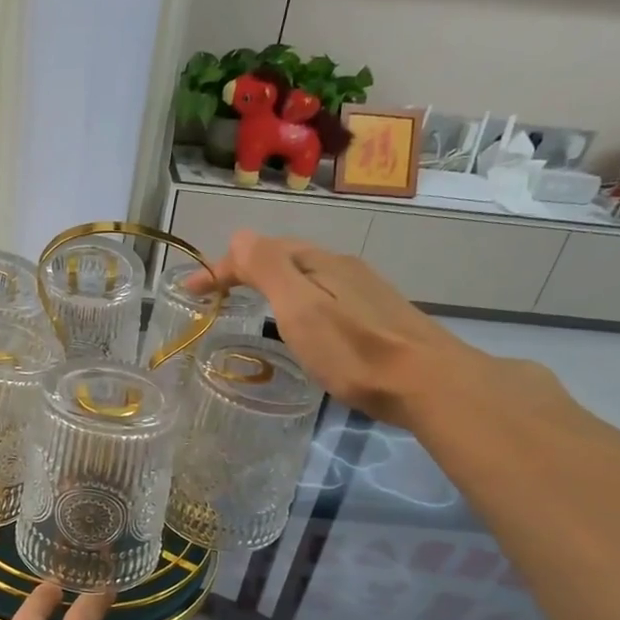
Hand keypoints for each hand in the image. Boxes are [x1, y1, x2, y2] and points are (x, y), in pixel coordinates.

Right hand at [191, 230, 492, 425]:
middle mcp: (342, 268)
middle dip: (245, 269)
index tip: (189, 290)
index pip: (259, 253)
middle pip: (284, 258)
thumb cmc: (356, 351)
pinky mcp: (377, 315)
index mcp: (320, 264)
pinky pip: (323, 293)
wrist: (430, 384)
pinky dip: (296, 298)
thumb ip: (270, 270)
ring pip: (306, 276)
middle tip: (215, 293)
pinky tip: (300, 322)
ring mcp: (364, 290)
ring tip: (248, 303)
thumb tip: (241, 235)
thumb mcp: (302, 310)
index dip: (221, 267)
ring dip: (271, 282)